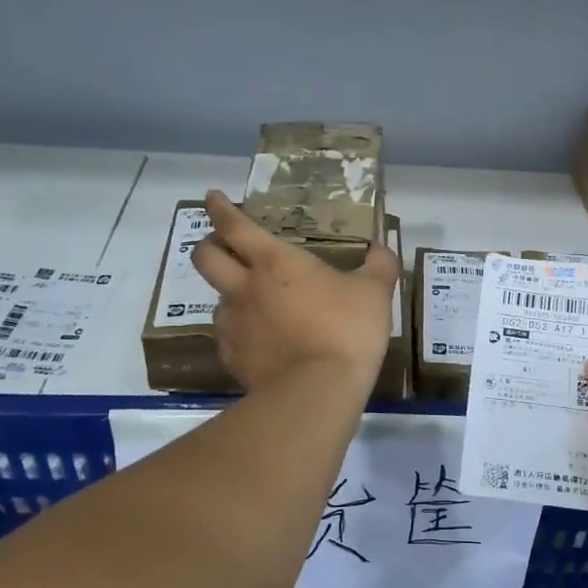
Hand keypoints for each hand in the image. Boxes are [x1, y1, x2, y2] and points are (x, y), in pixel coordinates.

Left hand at [192, 190, 398, 395]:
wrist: (318, 390)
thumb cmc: (346, 330)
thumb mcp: (375, 293)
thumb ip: (380, 266)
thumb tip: (382, 248)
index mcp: (275, 262)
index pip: (235, 226)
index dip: (219, 208)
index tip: (211, 197)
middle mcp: (244, 288)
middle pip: (205, 257)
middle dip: (208, 245)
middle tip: (222, 245)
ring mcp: (234, 325)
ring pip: (217, 300)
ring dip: (229, 294)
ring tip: (253, 302)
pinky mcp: (232, 358)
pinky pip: (228, 337)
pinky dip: (240, 332)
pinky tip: (260, 341)